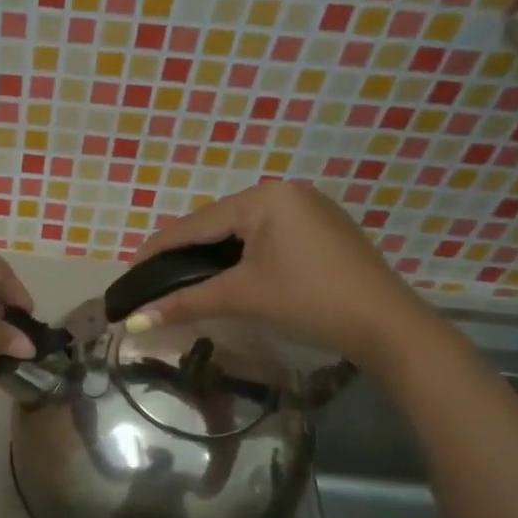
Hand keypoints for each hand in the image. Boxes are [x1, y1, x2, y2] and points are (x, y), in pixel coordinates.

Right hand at [125, 181, 439, 370]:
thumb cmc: (310, 301)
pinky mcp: (321, 230)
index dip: (159, 248)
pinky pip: (266, 237)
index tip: (129, 271)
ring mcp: (308, 209)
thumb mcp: (243, 297)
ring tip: (182, 279)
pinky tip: (227, 274)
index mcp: (265, 198)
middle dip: (184, 252)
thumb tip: (135, 321)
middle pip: (218, 223)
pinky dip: (241, 256)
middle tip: (154, 279)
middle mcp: (286, 193)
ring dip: (212, 255)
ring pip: (242, 231)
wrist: (387, 325)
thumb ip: (185, 303)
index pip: (196, 223)